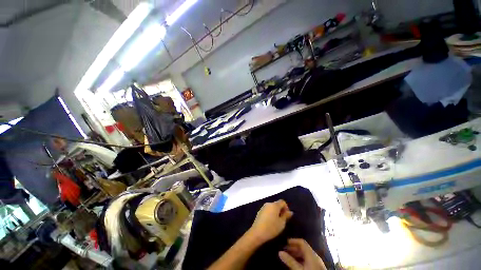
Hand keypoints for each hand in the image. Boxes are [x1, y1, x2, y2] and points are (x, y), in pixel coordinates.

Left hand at [248, 200, 292, 244]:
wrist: (257, 232)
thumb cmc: (272, 228)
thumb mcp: (282, 223)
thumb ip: (286, 216)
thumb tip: (290, 212)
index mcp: (274, 205)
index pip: (282, 202)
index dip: (286, 208)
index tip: (287, 216)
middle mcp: (268, 203)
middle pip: (277, 204)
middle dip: (281, 210)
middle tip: (283, 220)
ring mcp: (263, 207)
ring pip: (272, 207)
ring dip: (276, 212)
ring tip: (277, 222)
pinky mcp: (260, 211)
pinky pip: (267, 210)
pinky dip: (270, 214)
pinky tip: (270, 222)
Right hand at [279, 238, 325, 269]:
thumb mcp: (299, 269)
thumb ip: (290, 261)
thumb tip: (279, 252)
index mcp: (311, 253)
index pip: (302, 242)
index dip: (293, 240)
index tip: (285, 242)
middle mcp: (314, 256)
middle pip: (303, 248)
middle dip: (293, 248)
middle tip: (284, 250)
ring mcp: (316, 262)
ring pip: (305, 254)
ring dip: (296, 254)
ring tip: (288, 257)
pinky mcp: (316, 267)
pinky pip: (307, 260)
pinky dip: (300, 259)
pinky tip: (295, 263)